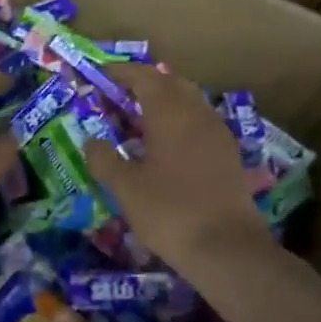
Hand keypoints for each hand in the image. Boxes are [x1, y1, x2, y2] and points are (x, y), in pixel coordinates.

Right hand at [82, 65, 272, 277]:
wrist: (227, 249)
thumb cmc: (170, 212)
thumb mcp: (126, 188)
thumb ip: (105, 159)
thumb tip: (92, 141)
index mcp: (170, 113)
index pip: (144, 77)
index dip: (121, 72)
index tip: (101, 74)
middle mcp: (197, 114)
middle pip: (171, 83)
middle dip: (145, 83)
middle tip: (119, 95)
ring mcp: (218, 134)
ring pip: (189, 102)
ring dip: (164, 102)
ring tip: (139, 120)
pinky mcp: (229, 155)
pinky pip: (200, 123)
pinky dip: (179, 122)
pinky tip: (166, 146)